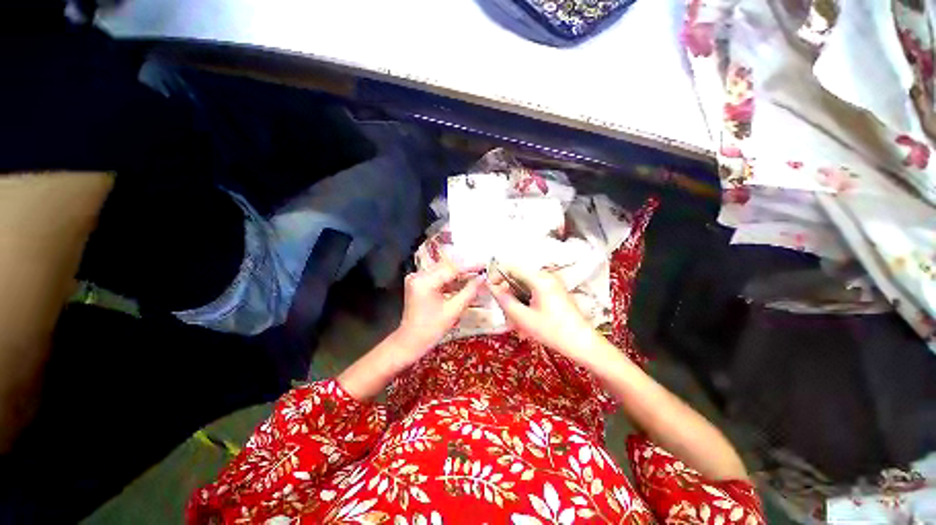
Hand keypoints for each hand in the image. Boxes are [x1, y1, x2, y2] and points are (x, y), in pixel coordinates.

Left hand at [394, 262, 483, 364]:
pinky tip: (464, 284)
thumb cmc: (431, 329)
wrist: (410, 342)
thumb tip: (482, 278)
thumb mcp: (453, 310)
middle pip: (447, 267)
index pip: (451, 268)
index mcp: (424, 281)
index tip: (484, 265)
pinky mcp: (419, 283)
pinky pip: (438, 278)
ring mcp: (417, 278)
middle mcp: (418, 275)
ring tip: (476, 277)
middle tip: (482, 270)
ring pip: (443, 271)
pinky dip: (451, 281)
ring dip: (459, 275)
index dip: (470, 266)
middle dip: (465, 270)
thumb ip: (469, 291)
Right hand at [489, 265, 600, 363]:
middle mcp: (546, 276)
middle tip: (505, 314)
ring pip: (524, 287)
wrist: (583, 344)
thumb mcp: (524, 318)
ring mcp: (551, 283)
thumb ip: (505, 300)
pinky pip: (533, 292)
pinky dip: (526, 304)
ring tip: (517, 323)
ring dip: (517, 302)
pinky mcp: (554, 291)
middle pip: (517, 278)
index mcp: (539, 279)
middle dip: (509, 295)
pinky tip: (526, 321)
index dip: (497, 276)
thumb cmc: (554, 331)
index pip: (511, 267)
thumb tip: (492, 287)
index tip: (490, 289)